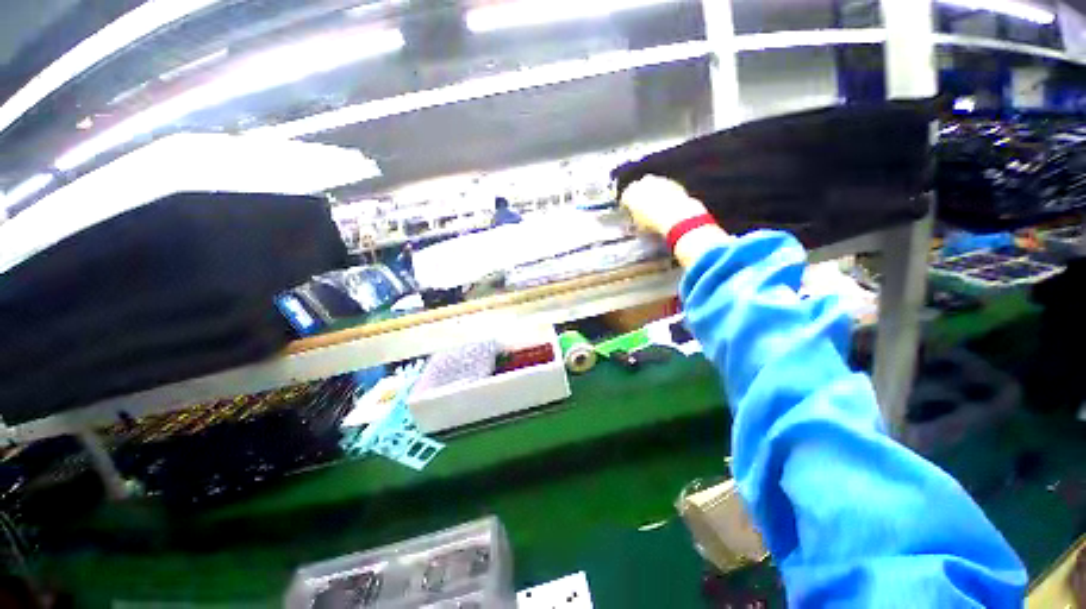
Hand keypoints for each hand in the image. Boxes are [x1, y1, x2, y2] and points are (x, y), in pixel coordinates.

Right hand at [620, 175, 709, 236]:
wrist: (675, 218)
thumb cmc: (653, 223)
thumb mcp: (638, 228)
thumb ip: (633, 224)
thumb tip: (633, 225)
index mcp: (628, 194)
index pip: (624, 200)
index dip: (627, 209)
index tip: (630, 215)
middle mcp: (641, 183)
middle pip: (637, 190)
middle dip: (639, 199)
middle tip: (643, 211)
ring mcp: (657, 180)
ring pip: (651, 187)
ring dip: (652, 195)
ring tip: (656, 208)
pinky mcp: (671, 181)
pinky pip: (664, 188)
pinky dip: (664, 194)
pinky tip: (667, 205)